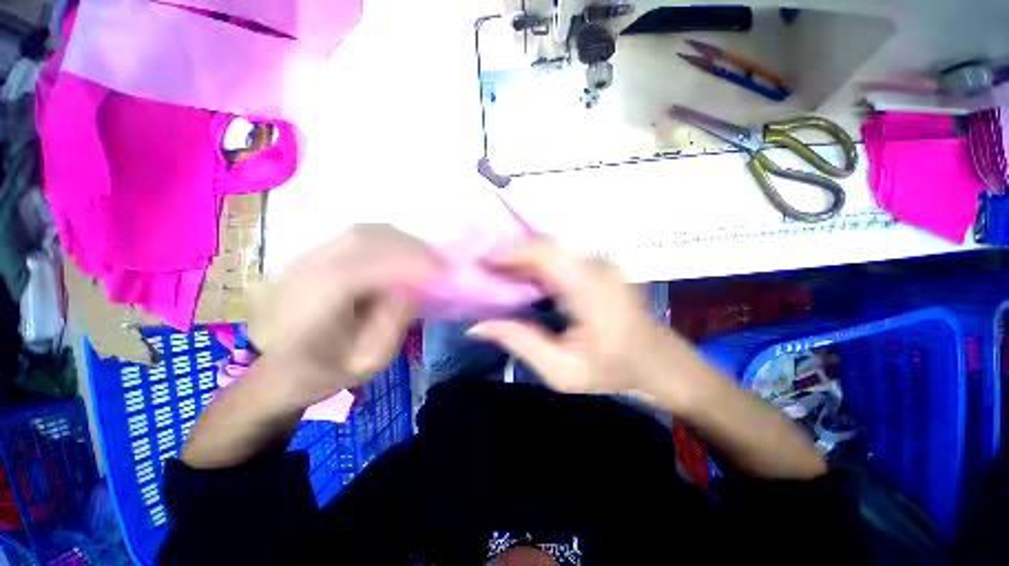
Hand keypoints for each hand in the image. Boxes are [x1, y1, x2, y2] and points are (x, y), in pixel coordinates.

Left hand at [249, 225, 443, 409]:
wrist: (278, 368)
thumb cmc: (323, 374)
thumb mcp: (367, 362)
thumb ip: (393, 323)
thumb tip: (415, 288)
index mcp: (310, 303)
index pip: (366, 267)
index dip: (409, 264)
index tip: (445, 272)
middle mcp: (305, 269)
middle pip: (366, 239)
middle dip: (412, 249)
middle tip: (443, 264)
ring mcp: (307, 255)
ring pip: (365, 232)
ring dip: (403, 242)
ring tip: (429, 259)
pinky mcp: (317, 252)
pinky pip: (361, 235)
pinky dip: (391, 241)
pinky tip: (406, 255)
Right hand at [468, 238, 715, 409]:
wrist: (663, 365)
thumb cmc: (615, 372)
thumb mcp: (562, 371)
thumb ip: (519, 343)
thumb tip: (478, 325)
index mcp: (590, 289)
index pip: (544, 251)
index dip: (509, 252)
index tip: (481, 263)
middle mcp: (598, 266)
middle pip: (546, 245)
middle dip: (511, 254)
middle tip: (485, 272)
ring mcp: (603, 263)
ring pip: (553, 248)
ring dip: (523, 259)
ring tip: (499, 276)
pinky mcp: (602, 267)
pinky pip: (563, 257)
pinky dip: (539, 264)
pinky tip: (525, 280)